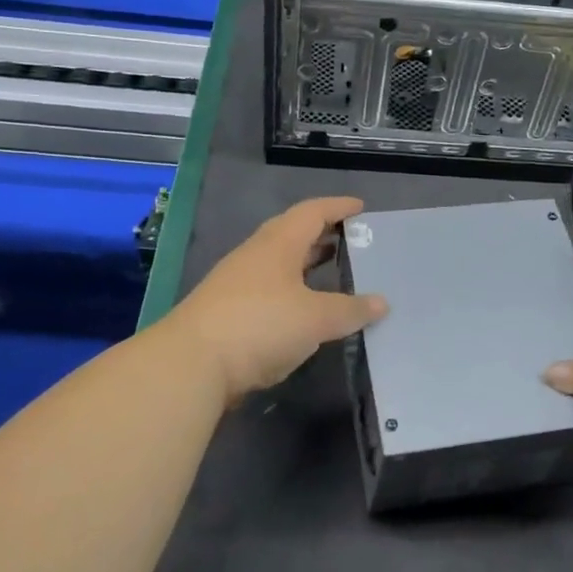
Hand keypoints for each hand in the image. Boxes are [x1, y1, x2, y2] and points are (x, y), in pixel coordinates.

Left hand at [165, 195, 387, 403]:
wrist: (191, 364)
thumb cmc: (260, 325)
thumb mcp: (315, 318)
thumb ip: (350, 309)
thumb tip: (382, 302)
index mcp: (278, 243)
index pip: (312, 212)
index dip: (338, 207)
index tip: (360, 207)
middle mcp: (256, 255)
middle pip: (292, 234)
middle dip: (322, 235)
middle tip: (351, 240)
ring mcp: (237, 283)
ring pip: (279, 263)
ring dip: (306, 264)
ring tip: (333, 272)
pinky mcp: (228, 311)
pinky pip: (269, 289)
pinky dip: (292, 291)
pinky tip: (303, 310)